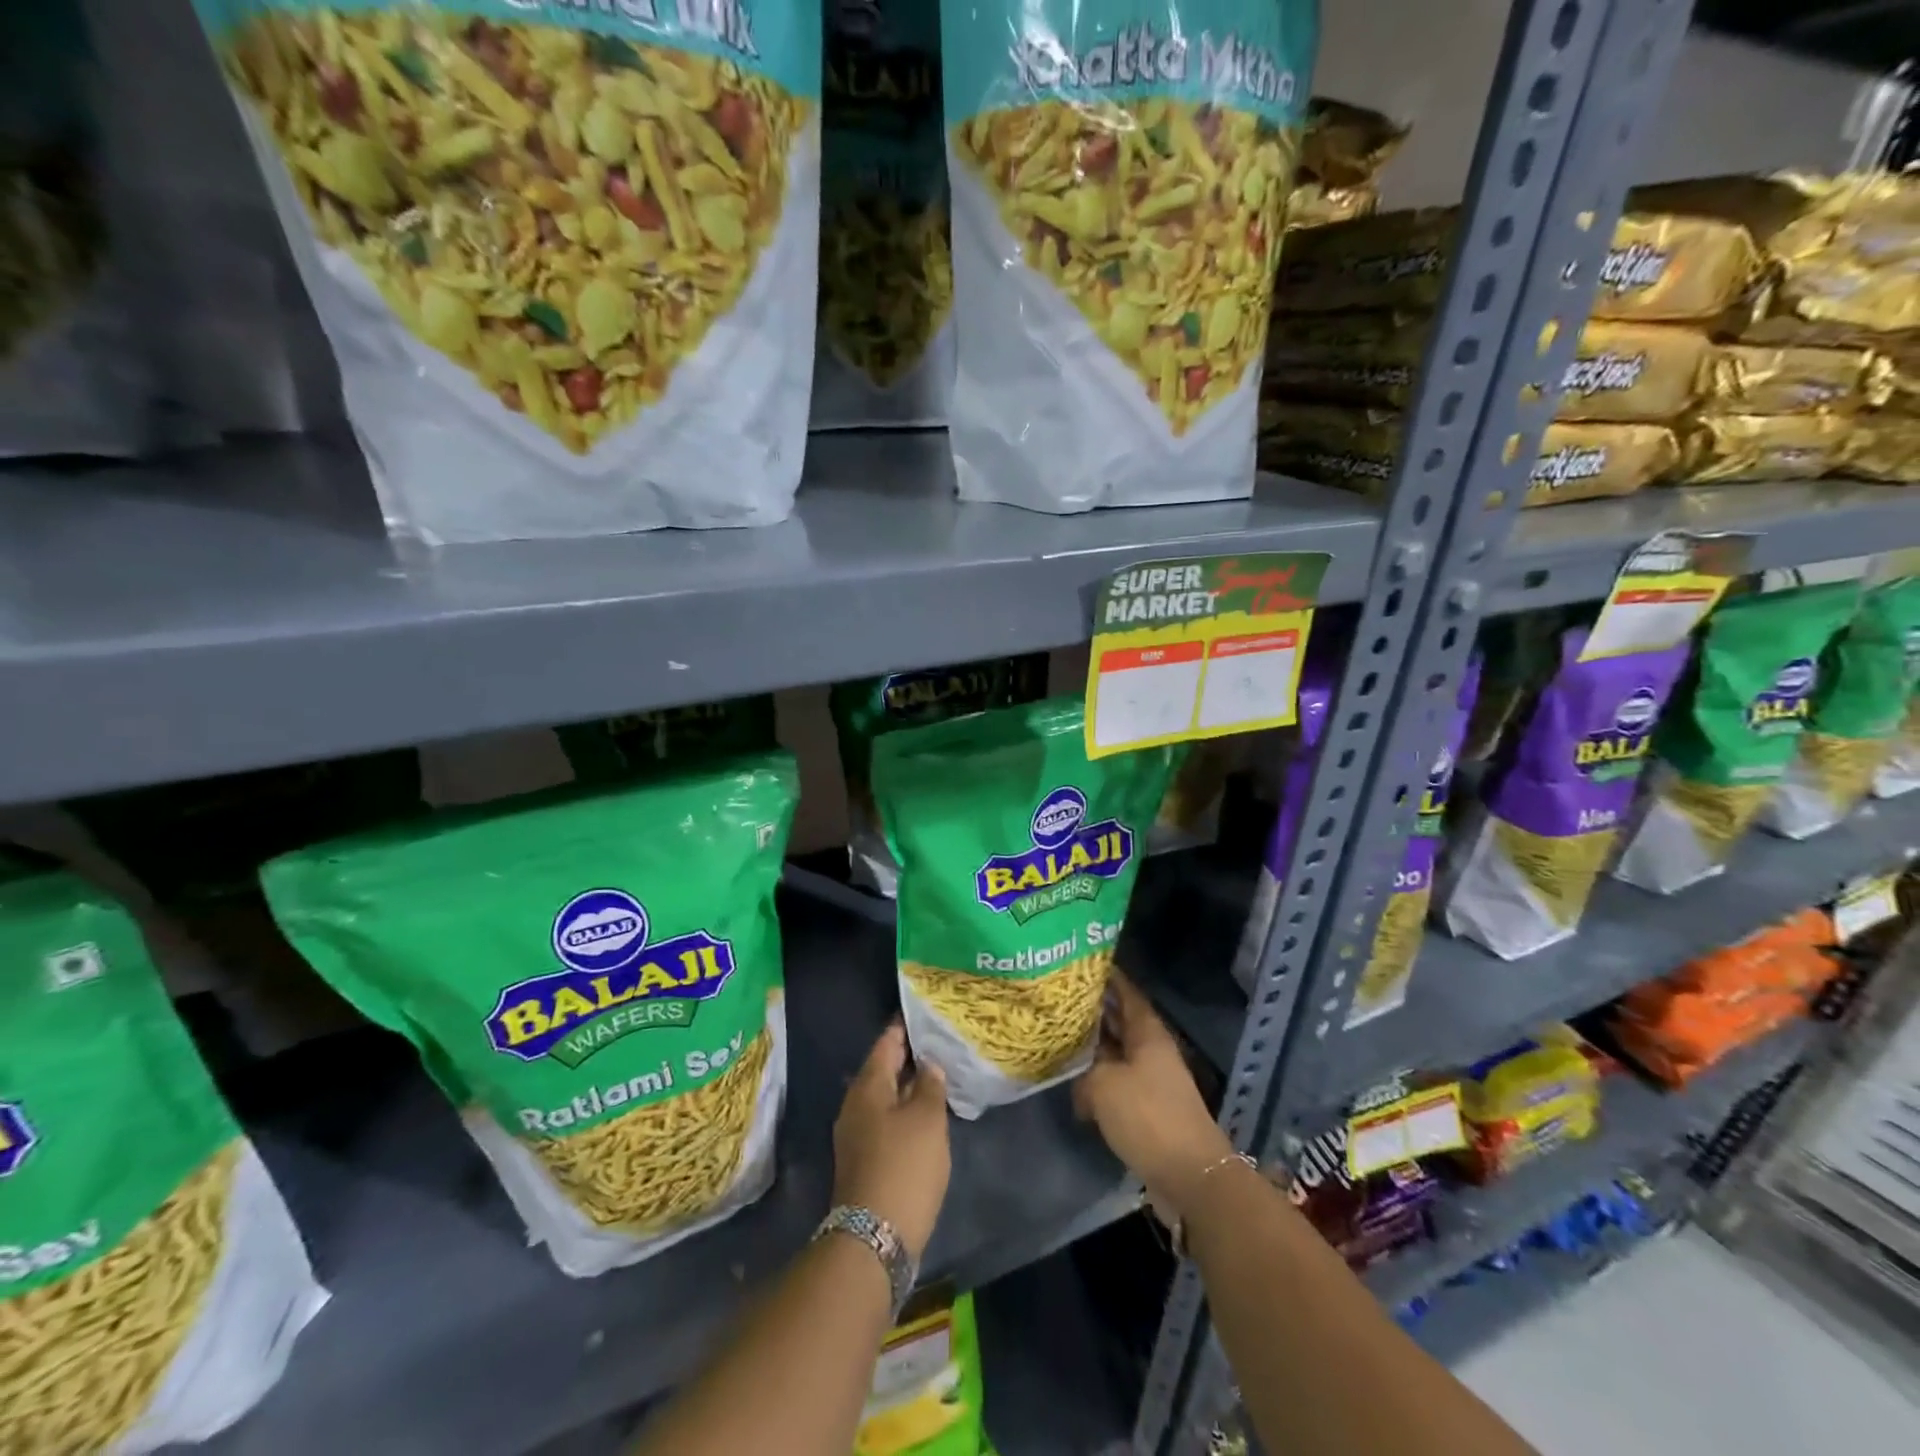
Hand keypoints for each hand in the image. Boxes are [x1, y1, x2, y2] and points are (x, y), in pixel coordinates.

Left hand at [832, 1023, 950, 1261]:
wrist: (874, 1239)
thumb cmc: (904, 1166)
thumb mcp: (927, 1120)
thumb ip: (929, 1085)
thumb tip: (927, 1065)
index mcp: (867, 1086)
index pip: (887, 1043)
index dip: (905, 1027)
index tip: (923, 1012)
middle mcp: (855, 1105)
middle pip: (882, 1069)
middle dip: (907, 1056)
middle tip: (937, 1042)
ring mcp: (856, 1134)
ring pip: (884, 1097)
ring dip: (906, 1086)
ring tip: (936, 1076)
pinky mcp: (863, 1160)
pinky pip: (885, 1121)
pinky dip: (903, 1111)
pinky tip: (925, 1116)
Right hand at [1074, 971, 1234, 1221]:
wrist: (1189, 1175)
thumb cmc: (1148, 1116)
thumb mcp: (1104, 1085)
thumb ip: (1083, 1071)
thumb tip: (1076, 1078)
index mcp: (1148, 1032)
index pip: (1126, 991)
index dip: (1105, 976)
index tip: (1078, 964)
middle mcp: (1151, 1049)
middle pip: (1119, 1020)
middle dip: (1092, 1010)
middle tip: (1056, 998)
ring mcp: (1151, 1079)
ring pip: (1116, 1052)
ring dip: (1091, 1047)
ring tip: (1057, 1035)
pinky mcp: (1147, 1108)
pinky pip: (1117, 1082)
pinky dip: (1096, 1078)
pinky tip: (1072, 1081)